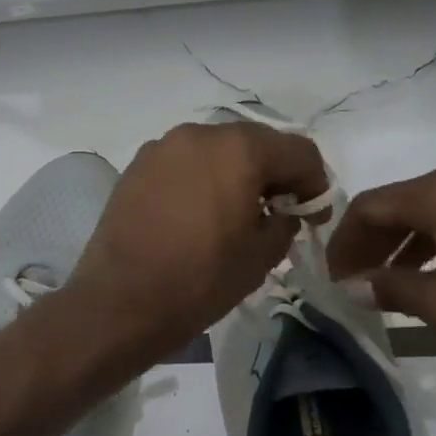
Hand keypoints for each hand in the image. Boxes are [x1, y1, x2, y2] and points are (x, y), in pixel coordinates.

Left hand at [67, 121, 328, 359]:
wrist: (120, 301)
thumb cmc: (199, 280)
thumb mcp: (260, 257)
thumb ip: (284, 223)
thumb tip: (282, 212)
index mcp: (240, 149)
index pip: (298, 152)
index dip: (315, 184)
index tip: (313, 217)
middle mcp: (199, 134)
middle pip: (254, 143)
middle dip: (274, 174)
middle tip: (278, 212)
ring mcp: (162, 148)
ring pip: (215, 151)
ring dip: (235, 174)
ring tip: (235, 213)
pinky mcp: (136, 167)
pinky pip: (183, 164)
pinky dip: (200, 180)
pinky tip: (198, 214)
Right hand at [326, 167, 435, 343]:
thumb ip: (390, 289)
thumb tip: (355, 287)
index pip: (369, 206)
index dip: (343, 241)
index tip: (332, 275)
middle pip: (397, 205)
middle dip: (368, 243)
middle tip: (353, 280)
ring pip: (427, 214)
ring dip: (399, 246)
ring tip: (385, 284)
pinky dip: (431, 245)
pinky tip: (431, 277)